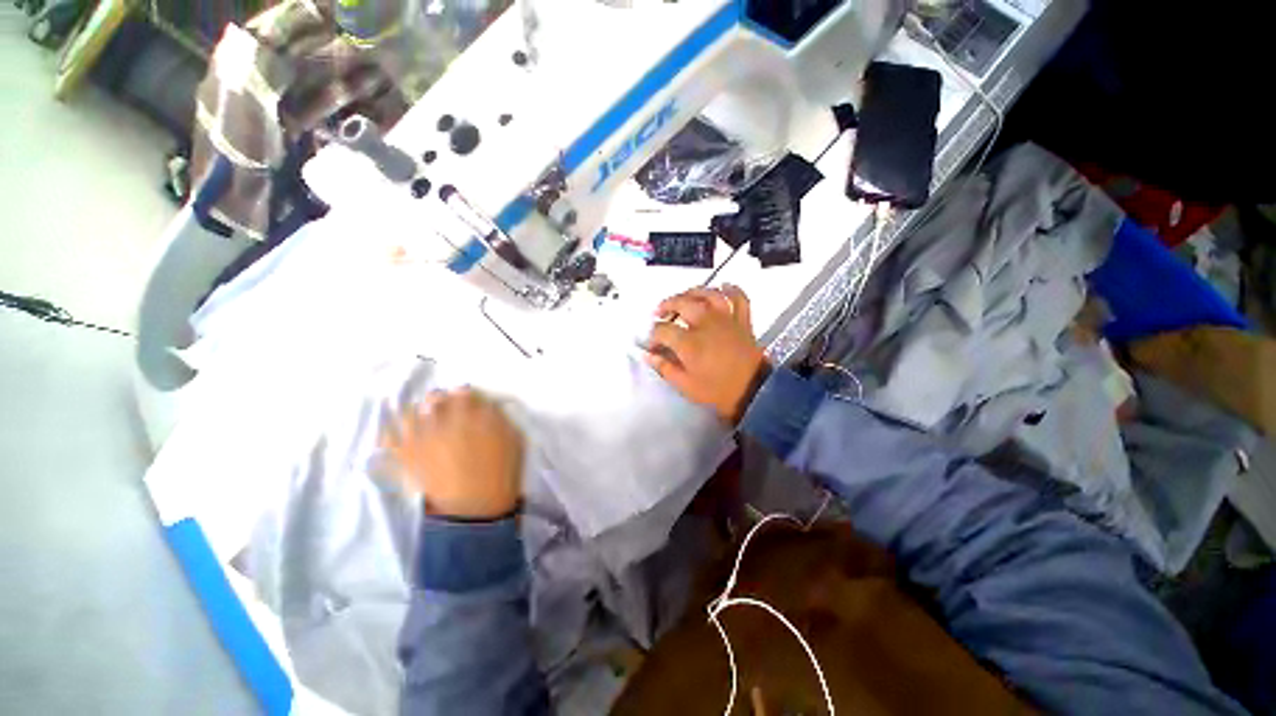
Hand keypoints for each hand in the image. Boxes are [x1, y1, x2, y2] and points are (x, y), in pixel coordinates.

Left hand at [382, 388, 524, 519]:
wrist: (477, 510)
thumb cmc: (501, 475)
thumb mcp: (514, 441)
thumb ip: (500, 420)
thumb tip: (487, 407)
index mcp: (475, 417)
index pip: (465, 393)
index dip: (465, 393)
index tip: (465, 396)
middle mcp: (447, 423)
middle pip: (435, 399)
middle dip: (439, 399)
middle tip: (442, 403)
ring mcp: (425, 440)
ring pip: (410, 414)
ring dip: (414, 410)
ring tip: (417, 414)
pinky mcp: (409, 459)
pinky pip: (390, 440)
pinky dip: (388, 434)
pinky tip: (391, 432)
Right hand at [645, 285, 767, 424]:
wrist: (754, 393)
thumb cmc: (717, 392)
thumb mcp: (685, 386)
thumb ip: (664, 368)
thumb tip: (647, 355)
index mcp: (689, 342)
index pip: (663, 329)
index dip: (653, 335)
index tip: (651, 343)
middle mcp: (706, 324)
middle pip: (682, 303)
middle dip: (667, 305)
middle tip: (659, 312)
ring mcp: (726, 319)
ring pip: (708, 294)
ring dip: (693, 292)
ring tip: (684, 296)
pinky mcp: (742, 321)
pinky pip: (739, 298)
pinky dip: (731, 290)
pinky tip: (723, 287)